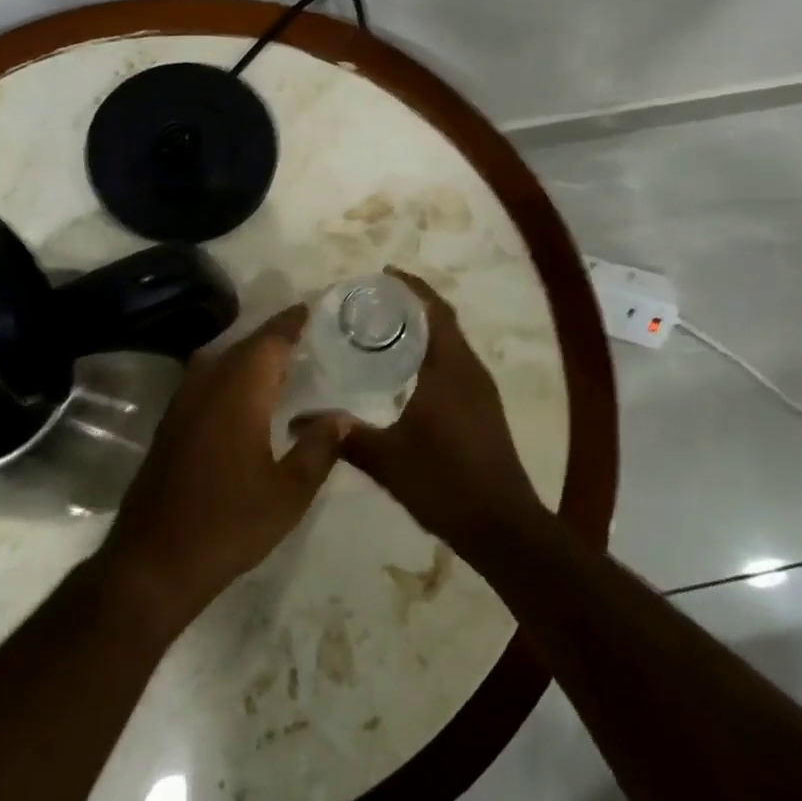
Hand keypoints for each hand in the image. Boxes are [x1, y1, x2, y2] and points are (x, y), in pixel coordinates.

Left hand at [100, 305, 344, 632]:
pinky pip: (206, 379)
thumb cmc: (229, 524)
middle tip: (305, 334)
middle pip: (244, 345)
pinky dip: (231, 373)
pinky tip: (246, 395)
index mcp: (239, 392)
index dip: (291, 323)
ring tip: (281, 360)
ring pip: (221, 359)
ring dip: (250, 354)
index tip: (311, 308)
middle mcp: (207, 385)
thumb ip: (319, 448)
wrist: (154, 561)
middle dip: (273, 336)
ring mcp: (183, 402)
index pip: (270, 341)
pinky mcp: (171, 423)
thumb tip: (342, 417)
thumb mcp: (289, 493)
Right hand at [339, 269, 547, 560]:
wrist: (501, 527)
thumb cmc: (445, 482)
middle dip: (413, 304)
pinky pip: (455, 364)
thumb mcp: (387, 460)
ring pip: (451, 344)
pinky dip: (432, 354)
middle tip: (373, 301)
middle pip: (443, 321)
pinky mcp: (483, 409)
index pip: (433, 310)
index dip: (411, 287)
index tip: (383, 273)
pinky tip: (405, 374)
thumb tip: (299, 422)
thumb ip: (345, 436)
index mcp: (450, 368)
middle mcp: (470, 370)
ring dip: (424, 330)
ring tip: (383, 330)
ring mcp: (481, 390)